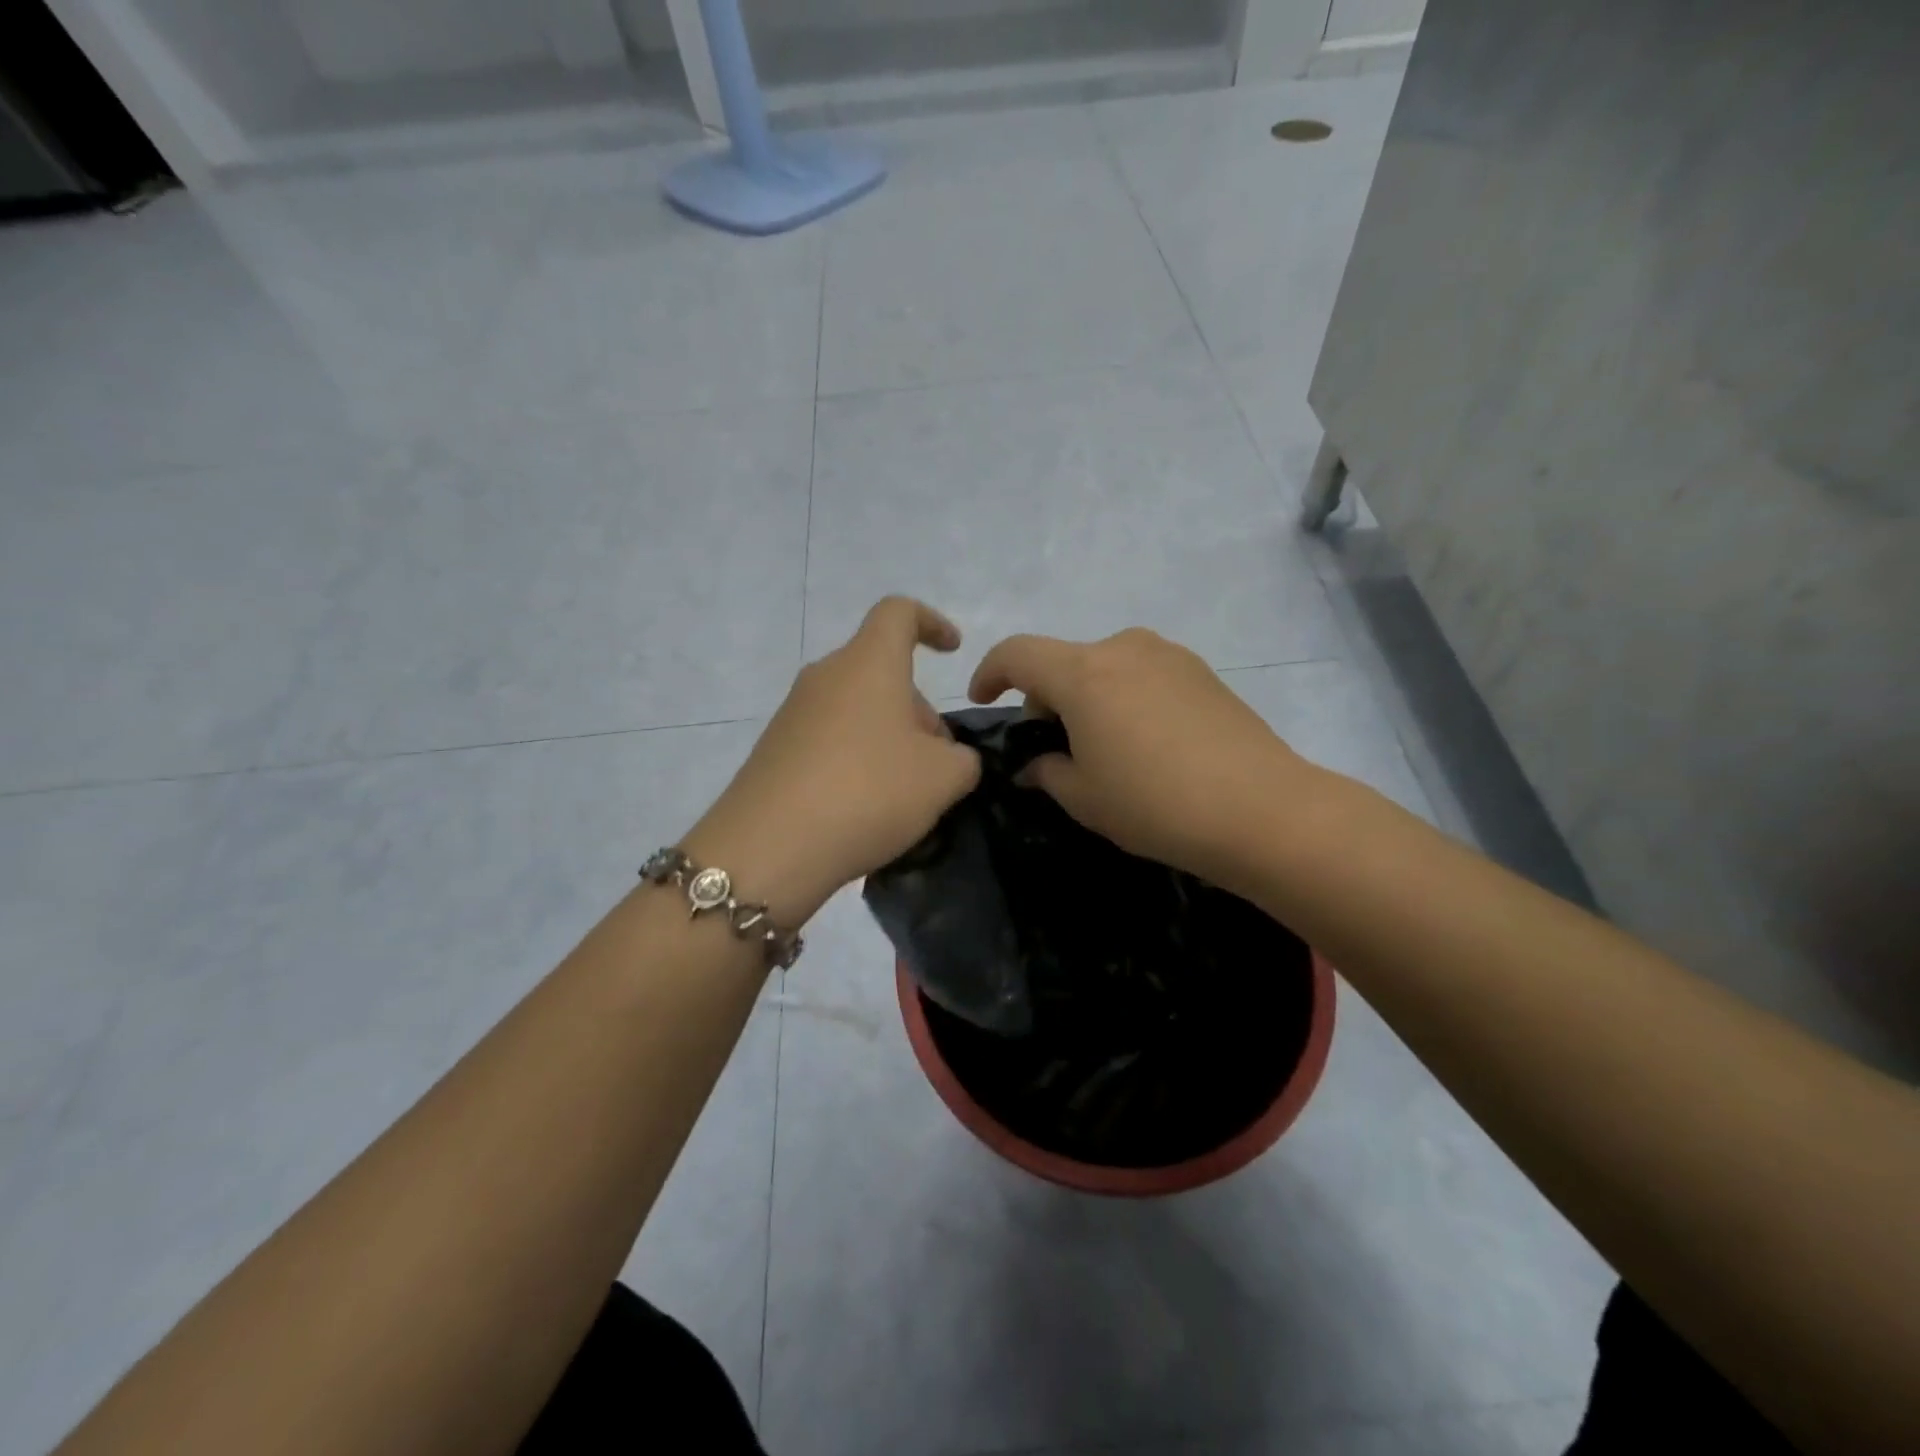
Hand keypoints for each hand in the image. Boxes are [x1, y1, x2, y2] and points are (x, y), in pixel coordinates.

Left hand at [688, 598, 981, 924]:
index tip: (952, 651)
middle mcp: (826, 676)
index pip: (899, 612)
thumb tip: (950, 758)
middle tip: (939, 762)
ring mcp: (794, 712)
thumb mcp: (944, 778)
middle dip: (917, 709)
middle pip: (881, 672)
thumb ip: (963, 759)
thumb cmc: (869, 791)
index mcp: (868, 664)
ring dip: (888, 738)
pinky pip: (830, 739)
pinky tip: (866, 806)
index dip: (931, 622)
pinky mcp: (775, 749)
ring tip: (906, 792)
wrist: (769, 847)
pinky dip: (856, 758)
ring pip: (856, 708)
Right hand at [968, 628, 1313, 883]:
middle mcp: (1123, 648)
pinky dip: (1125, 698)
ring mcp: (1168, 655)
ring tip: (1104, 748)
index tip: (985, 701)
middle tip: (1053, 747)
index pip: (1017, 653)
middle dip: (1045, 698)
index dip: (990, 673)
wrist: (1261, 809)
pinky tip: (1147, 744)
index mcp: (1083, 674)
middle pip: (1063, 661)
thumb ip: (1047, 772)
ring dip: (1088, 697)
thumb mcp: (1084, 798)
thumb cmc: (1155, 804)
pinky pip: (1142, 674)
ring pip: (1105, 666)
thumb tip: (1035, 765)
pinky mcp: (1201, 671)